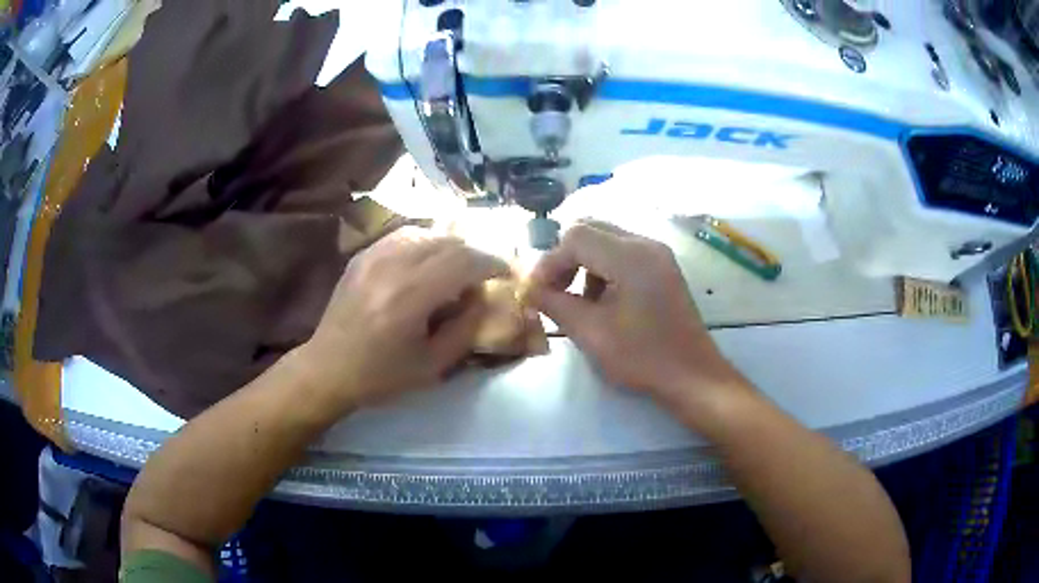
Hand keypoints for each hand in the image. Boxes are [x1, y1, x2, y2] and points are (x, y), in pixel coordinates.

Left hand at [299, 227, 509, 410]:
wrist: (327, 368)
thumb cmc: (380, 376)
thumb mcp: (432, 365)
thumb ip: (465, 329)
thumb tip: (482, 298)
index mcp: (410, 296)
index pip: (464, 261)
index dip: (492, 262)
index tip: (507, 271)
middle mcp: (392, 266)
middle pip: (447, 242)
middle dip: (475, 253)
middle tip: (486, 271)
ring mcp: (373, 256)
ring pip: (426, 233)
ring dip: (450, 246)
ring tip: (458, 266)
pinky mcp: (362, 256)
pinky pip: (402, 236)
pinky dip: (424, 243)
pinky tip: (427, 261)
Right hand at [527, 221, 748, 411]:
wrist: (693, 376)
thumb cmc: (643, 358)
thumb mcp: (591, 333)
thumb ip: (555, 304)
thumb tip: (527, 290)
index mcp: (631, 256)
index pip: (575, 238)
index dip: (549, 262)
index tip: (535, 293)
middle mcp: (646, 244)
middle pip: (590, 229)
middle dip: (565, 258)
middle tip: (552, 291)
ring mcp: (657, 254)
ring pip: (605, 239)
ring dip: (584, 263)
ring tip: (578, 301)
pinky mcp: (662, 267)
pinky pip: (622, 253)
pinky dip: (603, 268)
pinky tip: (603, 302)